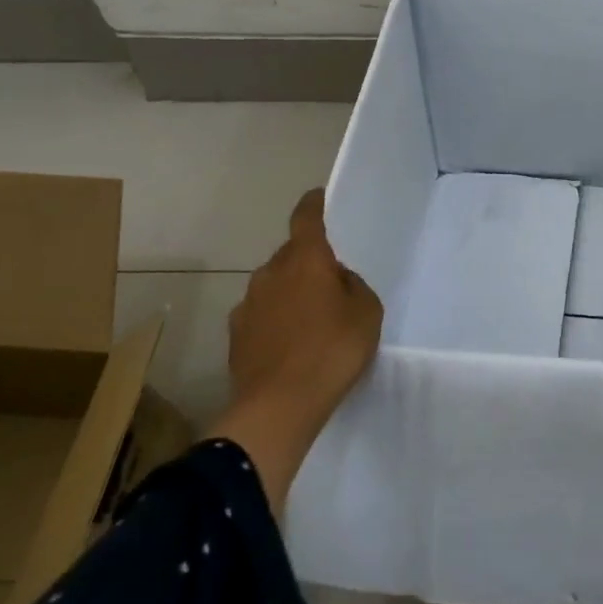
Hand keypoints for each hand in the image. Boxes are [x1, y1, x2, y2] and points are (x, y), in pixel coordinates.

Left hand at [209, 189, 382, 509]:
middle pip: (291, 255)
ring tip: (311, 321)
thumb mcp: (367, 312)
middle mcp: (270, 272)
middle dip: (308, 262)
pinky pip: (261, 314)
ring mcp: (248, 303)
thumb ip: (352, 285)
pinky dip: (275, 320)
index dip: (313, 204)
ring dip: (290, 293)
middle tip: (331, 284)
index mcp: (305, 259)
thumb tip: (336, 279)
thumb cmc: (332, 350)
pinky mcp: (235, 334)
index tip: (318, 197)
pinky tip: (290, 344)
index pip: (306, 217)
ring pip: (274, 285)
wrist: (278, 406)